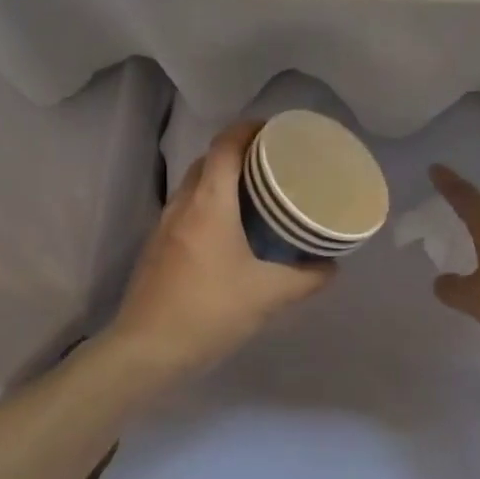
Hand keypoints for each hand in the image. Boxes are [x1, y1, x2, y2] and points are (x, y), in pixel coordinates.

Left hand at [111, 121, 334, 378]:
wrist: (147, 349)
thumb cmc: (210, 311)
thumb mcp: (268, 296)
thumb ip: (307, 278)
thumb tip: (332, 266)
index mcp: (209, 203)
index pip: (225, 145)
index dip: (249, 129)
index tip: (275, 131)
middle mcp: (183, 204)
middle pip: (209, 160)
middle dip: (239, 153)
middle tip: (273, 164)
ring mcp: (164, 225)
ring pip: (195, 185)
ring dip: (222, 179)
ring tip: (255, 194)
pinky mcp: (157, 246)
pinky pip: (186, 208)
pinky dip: (209, 204)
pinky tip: (229, 230)